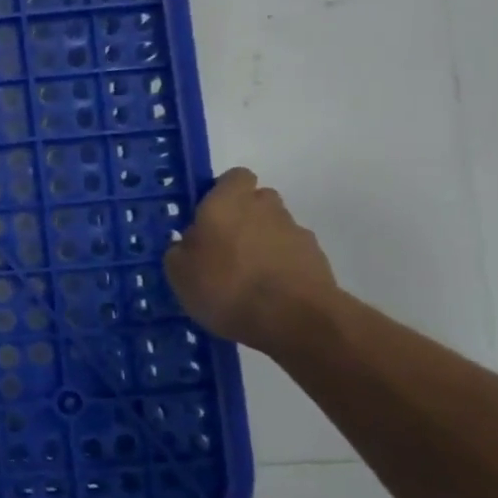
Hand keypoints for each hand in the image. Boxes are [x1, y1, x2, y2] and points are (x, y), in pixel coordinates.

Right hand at [164, 168, 338, 353]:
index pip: (233, 177)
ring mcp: (295, 231)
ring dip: (263, 242)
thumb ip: (181, 250)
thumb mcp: (179, 273)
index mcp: (226, 202)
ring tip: (248, 276)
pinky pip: (292, 253)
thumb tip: (188, 244)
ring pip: (276, 226)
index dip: (222, 192)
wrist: (295, 320)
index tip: (208, 216)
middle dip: (244, 216)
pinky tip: (269, 292)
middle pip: (257, 200)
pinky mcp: (318, 258)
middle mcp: (264, 207)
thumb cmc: (225, 287)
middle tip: (224, 246)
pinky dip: (282, 265)